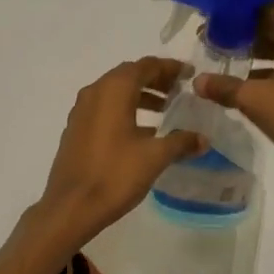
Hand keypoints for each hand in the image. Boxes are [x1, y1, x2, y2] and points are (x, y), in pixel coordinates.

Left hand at [33, 57, 207, 249]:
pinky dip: (124, 110)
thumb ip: (181, 142)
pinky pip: (104, 109)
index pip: (146, 66)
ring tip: (165, 112)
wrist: (71, 207)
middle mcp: (94, 92)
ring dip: (140, 96)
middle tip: (179, 92)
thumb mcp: (155, 157)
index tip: (189, 76)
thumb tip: (203, 139)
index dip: (170, 68)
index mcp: (113, 90)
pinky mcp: (75, 129)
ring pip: (115, 92)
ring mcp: (81, 111)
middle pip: (129, 75)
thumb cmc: (115, 175)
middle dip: (155, 80)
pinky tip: (141, 132)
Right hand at [194, 4, 273, 182]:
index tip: (209, 22)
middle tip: (210, 41)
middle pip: (273, 23)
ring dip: (255, 51)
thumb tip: (196, 81)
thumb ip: (224, 86)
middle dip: (242, 33)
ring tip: (224, 61)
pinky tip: (248, 83)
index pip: (262, 6)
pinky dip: (271, 67)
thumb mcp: (255, 99)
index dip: (234, 13)